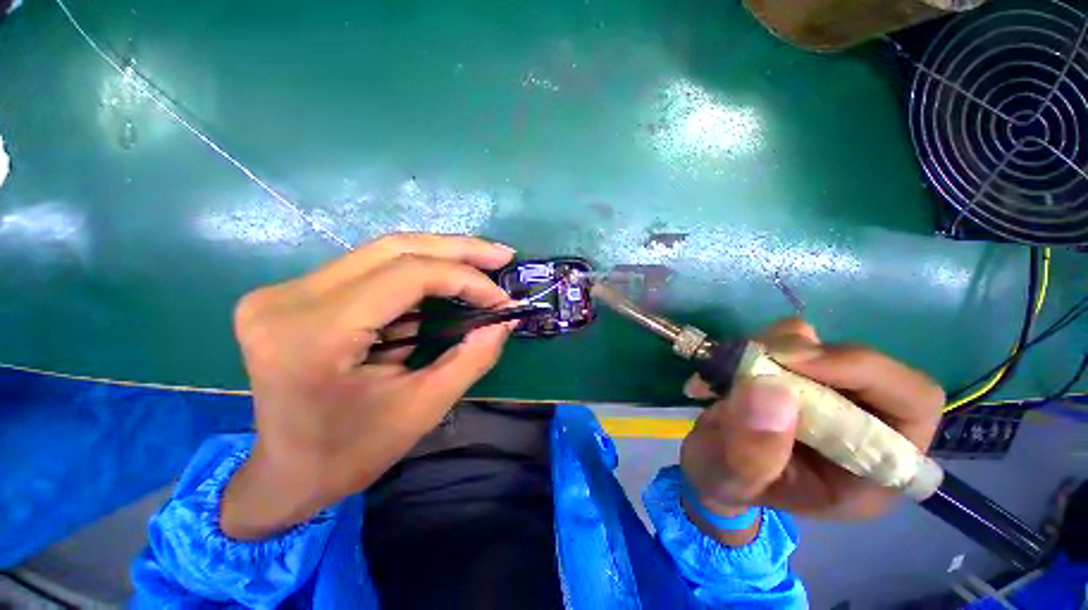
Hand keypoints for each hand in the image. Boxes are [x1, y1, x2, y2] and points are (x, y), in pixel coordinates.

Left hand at [221, 234, 515, 538]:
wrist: (284, 473)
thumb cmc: (350, 452)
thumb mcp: (423, 408)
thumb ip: (471, 358)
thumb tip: (505, 321)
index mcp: (315, 332)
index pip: (408, 275)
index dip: (466, 280)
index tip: (502, 300)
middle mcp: (289, 297)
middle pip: (394, 249)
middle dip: (458, 249)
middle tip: (501, 255)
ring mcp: (286, 291)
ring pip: (382, 253)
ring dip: (440, 257)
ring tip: (482, 264)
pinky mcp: (294, 294)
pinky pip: (370, 270)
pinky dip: (416, 274)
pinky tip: (445, 283)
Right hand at [680, 319, 943, 530]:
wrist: (707, 464)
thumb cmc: (726, 481)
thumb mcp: (731, 479)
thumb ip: (751, 450)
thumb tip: (774, 388)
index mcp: (870, 470)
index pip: (912, 406)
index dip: (865, 374)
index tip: (793, 363)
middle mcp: (864, 426)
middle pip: (871, 368)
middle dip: (813, 357)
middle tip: (762, 356)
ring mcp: (831, 395)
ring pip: (826, 346)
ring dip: (781, 346)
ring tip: (738, 366)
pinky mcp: (800, 374)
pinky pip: (794, 338)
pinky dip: (765, 340)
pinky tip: (739, 361)